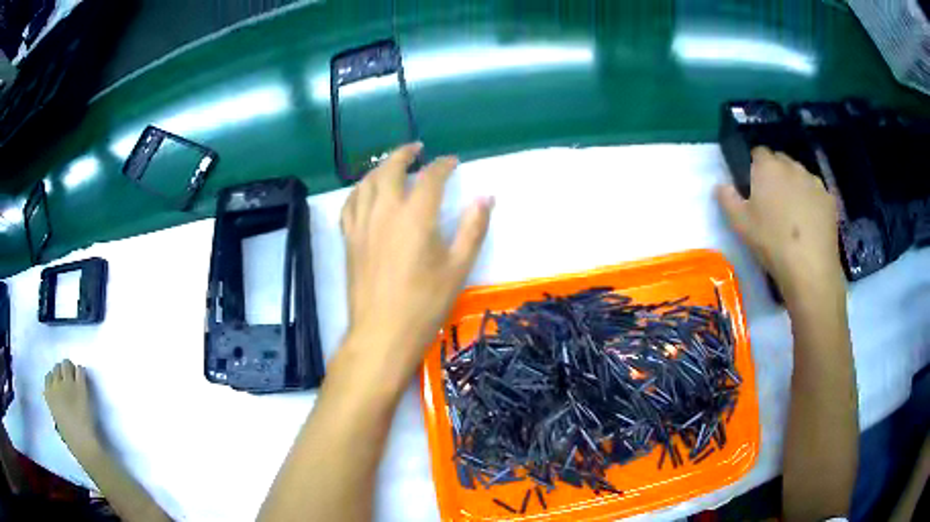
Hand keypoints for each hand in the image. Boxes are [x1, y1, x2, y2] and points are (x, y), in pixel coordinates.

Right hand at [44, 360, 100, 457]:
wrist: (83, 444)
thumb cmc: (71, 439)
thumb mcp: (57, 422)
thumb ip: (55, 408)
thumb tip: (56, 403)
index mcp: (48, 395)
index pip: (48, 377)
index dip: (55, 379)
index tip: (60, 384)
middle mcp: (56, 385)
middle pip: (57, 368)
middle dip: (62, 372)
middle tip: (69, 380)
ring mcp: (68, 384)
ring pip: (66, 364)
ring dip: (70, 369)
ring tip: (75, 377)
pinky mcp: (80, 386)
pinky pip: (80, 370)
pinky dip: (81, 372)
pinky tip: (83, 379)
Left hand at [340, 143, 492, 375]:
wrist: (382, 333)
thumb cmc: (425, 303)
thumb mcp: (458, 267)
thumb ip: (473, 228)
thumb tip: (485, 197)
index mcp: (415, 216)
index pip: (430, 177)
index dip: (443, 165)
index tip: (452, 162)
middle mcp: (384, 211)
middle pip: (390, 168)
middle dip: (405, 153)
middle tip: (418, 149)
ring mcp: (362, 224)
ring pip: (366, 182)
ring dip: (380, 167)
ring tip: (392, 165)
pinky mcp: (349, 239)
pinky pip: (350, 203)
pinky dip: (359, 190)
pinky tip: (366, 193)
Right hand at [715, 147, 842, 297]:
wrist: (810, 268)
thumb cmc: (771, 242)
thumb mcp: (740, 224)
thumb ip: (727, 199)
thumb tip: (721, 186)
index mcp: (768, 167)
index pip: (758, 152)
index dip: (754, 167)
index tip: (754, 187)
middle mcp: (792, 166)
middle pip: (781, 161)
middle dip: (776, 175)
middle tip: (773, 203)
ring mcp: (814, 181)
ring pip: (801, 176)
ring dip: (795, 187)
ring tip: (793, 216)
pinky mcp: (829, 199)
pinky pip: (816, 194)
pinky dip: (812, 202)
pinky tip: (809, 225)